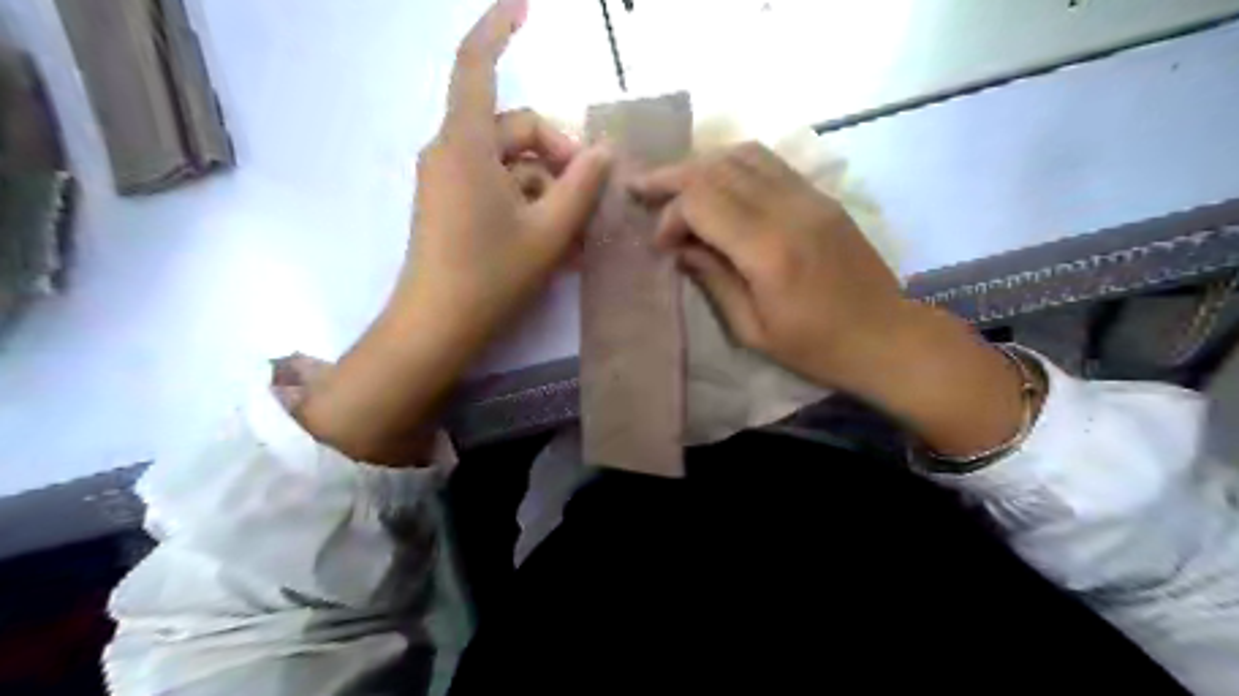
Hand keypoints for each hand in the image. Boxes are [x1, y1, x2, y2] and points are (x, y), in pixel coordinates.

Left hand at [298, 0, 607, 467]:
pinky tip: (553, 238)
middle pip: (516, 129)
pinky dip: (527, 202)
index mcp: (465, 144)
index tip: (525, 6)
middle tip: (589, 198)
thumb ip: (581, 185)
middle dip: (558, 156)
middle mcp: (450, 151)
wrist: (435, 327)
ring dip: (548, 188)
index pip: (476, 65)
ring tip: (576, 232)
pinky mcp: (449, 203)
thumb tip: (605, 150)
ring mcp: (447, 179)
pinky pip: (496, 186)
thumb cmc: (491, 275)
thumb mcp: (549, 231)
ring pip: (511, 163)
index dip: (498, 28)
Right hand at [634, 143, 907, 390]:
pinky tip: (717, 185)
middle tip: (642, 190)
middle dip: (672, 177)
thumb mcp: (752, 329)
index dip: (670, 215)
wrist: (886, 336)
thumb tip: (680, 248)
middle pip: (717, 167)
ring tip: (676, 186)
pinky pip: (769, 163)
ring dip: (702, 165)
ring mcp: (810, 196)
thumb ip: (713, 280)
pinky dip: (733, 166)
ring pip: (743, 154)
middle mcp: (789, 209)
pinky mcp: (822, 196)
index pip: (702, 200)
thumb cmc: (816, 347)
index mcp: (769, 250)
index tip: (661, 245)